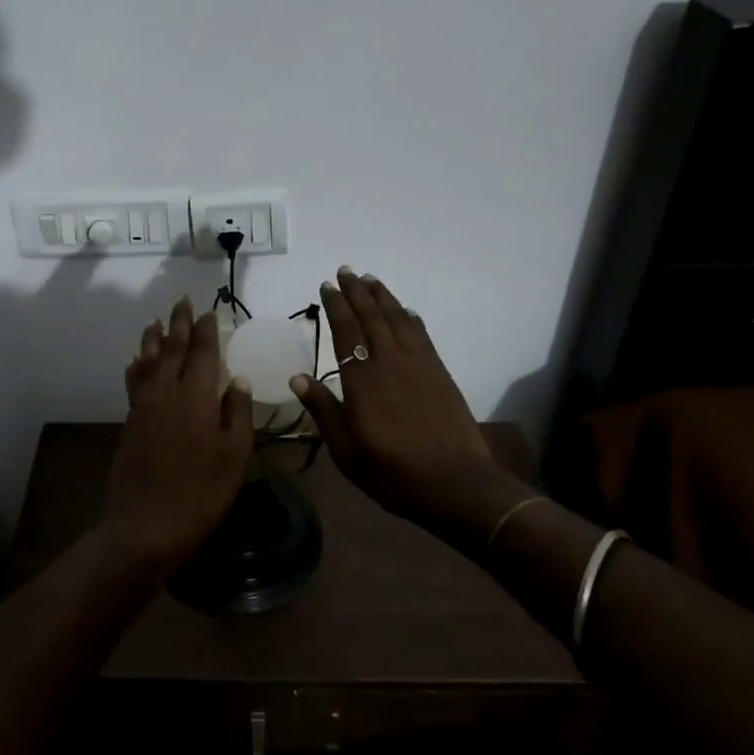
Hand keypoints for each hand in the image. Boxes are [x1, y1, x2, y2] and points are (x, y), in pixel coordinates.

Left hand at [102, 297, 254, 576]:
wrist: (144, 526)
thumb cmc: (200, 493)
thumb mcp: (234, 456)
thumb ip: (237, 413)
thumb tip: (236, 380)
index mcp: (196, 395)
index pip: (202, 351)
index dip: (207, 329)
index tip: (210, 311)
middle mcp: (166, 390)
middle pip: (172, 347)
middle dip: (178, 323)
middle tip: (182, 301)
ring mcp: (144, 405)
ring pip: (148, 360)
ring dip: (154, 338)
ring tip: (156, 321)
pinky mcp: (130, 421)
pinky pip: (134, 381)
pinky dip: (137, 366)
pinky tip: (136, 361)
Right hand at [290, 268, 522, 544]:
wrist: (456, 484)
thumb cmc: (393, 473)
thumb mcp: (347, 451)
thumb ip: (324, 410)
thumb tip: (297, 377)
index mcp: (362, 381)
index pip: (345, 331)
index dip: (336, 306)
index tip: (327, 285)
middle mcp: (389, 362)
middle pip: (371, 317)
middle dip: (357, 291)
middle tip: (345, 270)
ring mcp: (418, 364)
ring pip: (398, 319)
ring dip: (383, 296)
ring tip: (370, 279)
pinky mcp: (440, 372)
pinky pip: (422, 335)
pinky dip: (411, 318)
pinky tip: (406, 310)